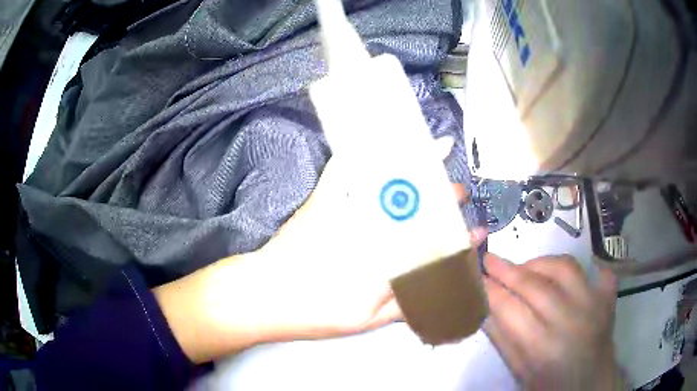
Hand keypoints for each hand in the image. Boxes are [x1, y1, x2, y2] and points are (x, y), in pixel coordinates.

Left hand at [154, 137, 480, 362]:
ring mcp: (346, 211)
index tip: (476, 233)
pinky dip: (361, 154)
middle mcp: (371, 231)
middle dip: (443, 199)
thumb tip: (434, 292)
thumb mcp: (363, 321)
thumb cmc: (312, 313)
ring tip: (434, 154)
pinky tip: (376, 142)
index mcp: (382, 264)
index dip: (458, 240)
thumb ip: (402, 306)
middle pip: (417, 210)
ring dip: (415, 167)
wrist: (264, 294)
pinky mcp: (323, 201)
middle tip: (458, 194)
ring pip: (389, 184)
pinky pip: (343, 171)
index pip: (432, 247)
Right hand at [483, 254, 620, 389]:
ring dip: (540, 263)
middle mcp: (569, 320)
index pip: (510, 309)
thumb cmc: (550, 385)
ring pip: (564, 267)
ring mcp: (593, 305)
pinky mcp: (608, 298)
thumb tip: (484, 308)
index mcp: (541, 347)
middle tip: (490, 259)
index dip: (490, 290)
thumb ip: (504, 340)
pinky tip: (575, 274)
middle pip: (535, 285)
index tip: (476, 275)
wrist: (589, 386)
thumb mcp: (520, 372)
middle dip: (508, 270)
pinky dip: (589, 266)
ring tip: (526, 268)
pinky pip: (599, 271)